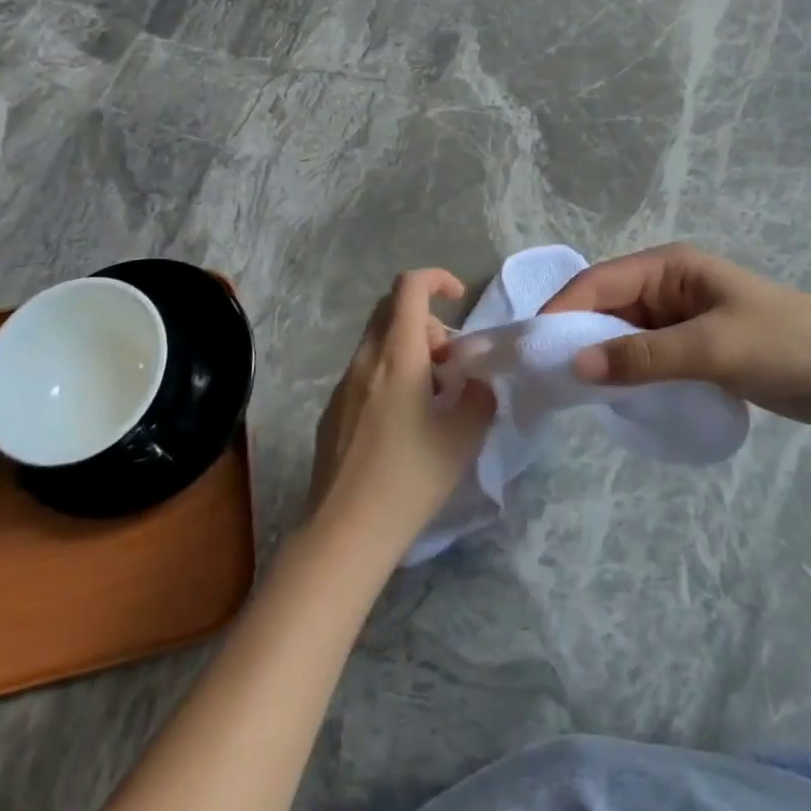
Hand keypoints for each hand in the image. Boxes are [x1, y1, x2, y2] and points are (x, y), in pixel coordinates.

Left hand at [307, 270, 495, 562]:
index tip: (459, 299)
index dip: (437, 278)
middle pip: (392, 309)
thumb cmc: (410, 478)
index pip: (409, 287)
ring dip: (409, 349)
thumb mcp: (463, 437)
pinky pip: (365, 371)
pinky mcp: (332, 410)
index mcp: (398, 356)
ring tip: (431, 395)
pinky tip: (402, 422)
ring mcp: (343, 385)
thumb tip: (474, 381)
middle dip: (427, 321)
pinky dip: (389, 373)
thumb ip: (479, 395)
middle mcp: (365, 359)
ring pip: (378, 341)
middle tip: (450, 362)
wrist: (345, 532)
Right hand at [540, 243, 810, 428]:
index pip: (599, 281)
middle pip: (604, 306)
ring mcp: (679, 319)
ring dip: (597, 357)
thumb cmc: (784, 343)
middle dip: (574, 336)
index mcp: (669, 266)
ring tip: (565, 392)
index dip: (562, 311)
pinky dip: (623, 371)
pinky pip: (642, 355)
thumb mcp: (712, 347)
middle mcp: (667, 286)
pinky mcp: (691, 349)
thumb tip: (574, 366)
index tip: (532, 349)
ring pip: (620, 333)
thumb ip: (643, 356)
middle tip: (541, 377)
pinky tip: (608, 396)